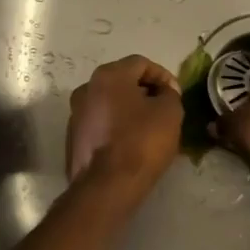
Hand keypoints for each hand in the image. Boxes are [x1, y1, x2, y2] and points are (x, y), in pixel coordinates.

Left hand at [66, 55, 184, 197]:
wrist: (107, 186)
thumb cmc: (142, 141)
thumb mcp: (170, 112)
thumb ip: (169, 94)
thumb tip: (164, 92)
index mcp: (108, 76)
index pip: (141, 63)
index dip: (163, 76)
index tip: (176, 94)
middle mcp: (86, 89)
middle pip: (122, 82)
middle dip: (145, 92)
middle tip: (165, 108)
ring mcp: (76, 114)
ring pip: (109, 103)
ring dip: (130, 109)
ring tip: (150, 127)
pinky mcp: (73, 139)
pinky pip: (101, 124)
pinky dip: (117, 126)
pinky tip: (131, 143)